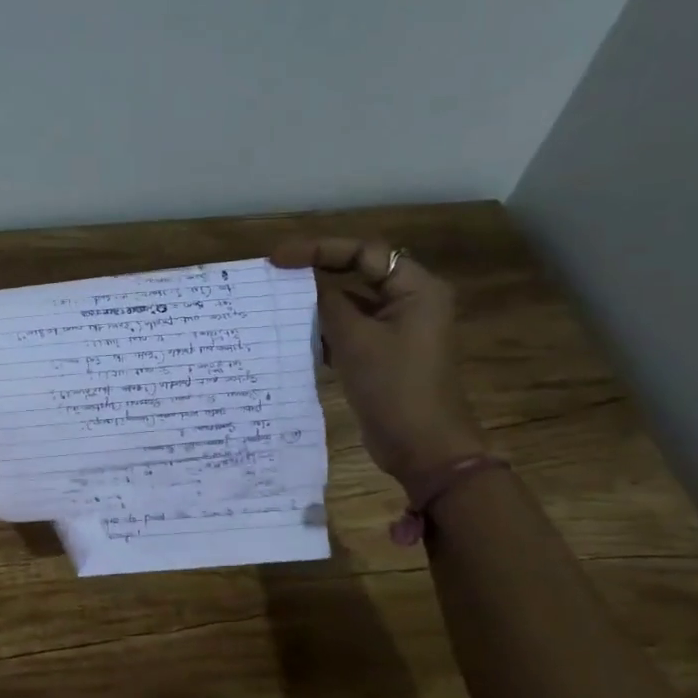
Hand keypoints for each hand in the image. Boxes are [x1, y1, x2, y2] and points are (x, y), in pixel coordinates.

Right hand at [271, 238, 485, 480]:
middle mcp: (411, 302)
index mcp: (416, 289)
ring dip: (318, 304)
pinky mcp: (385, 355)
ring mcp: (398, 330)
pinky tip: (296, 336)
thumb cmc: (394, 387)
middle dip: (317, 273)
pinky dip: (326, 331)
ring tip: (277, 304)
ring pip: (352, 303)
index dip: (319, 249)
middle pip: (358, 273)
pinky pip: (352, 330)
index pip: (364, 252)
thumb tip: (305, 283)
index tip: (277, 259)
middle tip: (274, 274)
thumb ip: (329, 304)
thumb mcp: (355, 341)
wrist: (423, 448)